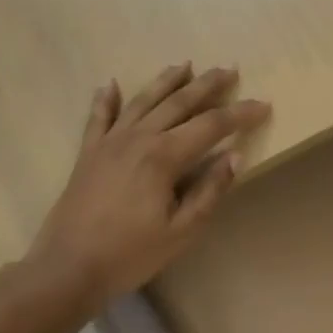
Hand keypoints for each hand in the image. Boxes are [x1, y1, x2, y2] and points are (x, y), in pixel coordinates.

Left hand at [29, 63, 270, 310]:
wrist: (69, 267)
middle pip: (178, 103)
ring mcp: (109, 143)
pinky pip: (98, 117)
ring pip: (142, 101)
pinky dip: (106, 99)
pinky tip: (110, 84)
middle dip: (207, 85)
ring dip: (166, 81)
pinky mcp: (88, 154)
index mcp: (163, 156)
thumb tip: (234, 156)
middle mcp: (137, 138)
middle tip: (229, 69)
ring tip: (185, 65)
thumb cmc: (131, 254)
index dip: (240, 114)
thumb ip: (209, 191)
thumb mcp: (182, 230)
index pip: (211, 126)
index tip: (264, 105)